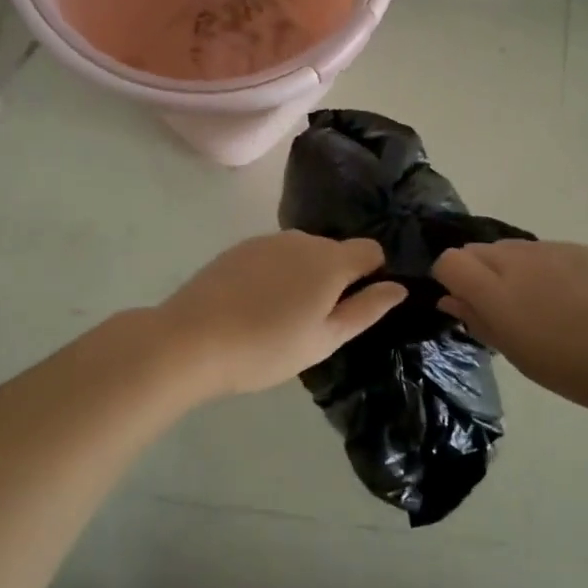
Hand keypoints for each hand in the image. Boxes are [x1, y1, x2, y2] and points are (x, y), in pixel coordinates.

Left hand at [158, 232, 407, 397]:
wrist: (190, 340)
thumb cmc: (267, 348)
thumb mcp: (325, 339)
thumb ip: (366, 310)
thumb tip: (397, 287)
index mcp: (330, 260)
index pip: (371, 250)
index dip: (371, 275)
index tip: (354, 306)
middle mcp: (302, 239)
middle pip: (335, 250)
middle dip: (335, 278)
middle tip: (314, 321)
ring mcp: (266, 240)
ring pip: (302, 252)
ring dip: (304, 275)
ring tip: (280, 317)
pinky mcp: (238, 249)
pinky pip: (273, 256)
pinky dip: (275, 274)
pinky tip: (254, 305)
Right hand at [433, 240, 587, 422]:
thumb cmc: (582, 373)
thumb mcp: (522, 358)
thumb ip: (480, 323)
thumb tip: (451, 300)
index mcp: (499, 292)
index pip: (450, 261)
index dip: (449, 280)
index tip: (464, 306)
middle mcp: (521, 261)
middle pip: (477, 250)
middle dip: (477, 274)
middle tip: (501, 312)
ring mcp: (555, 251)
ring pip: (511, 249)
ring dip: (509, 271)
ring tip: (539, 307)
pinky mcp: (584, 250)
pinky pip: (546, 252)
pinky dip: (542, 269)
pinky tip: (571, 300)